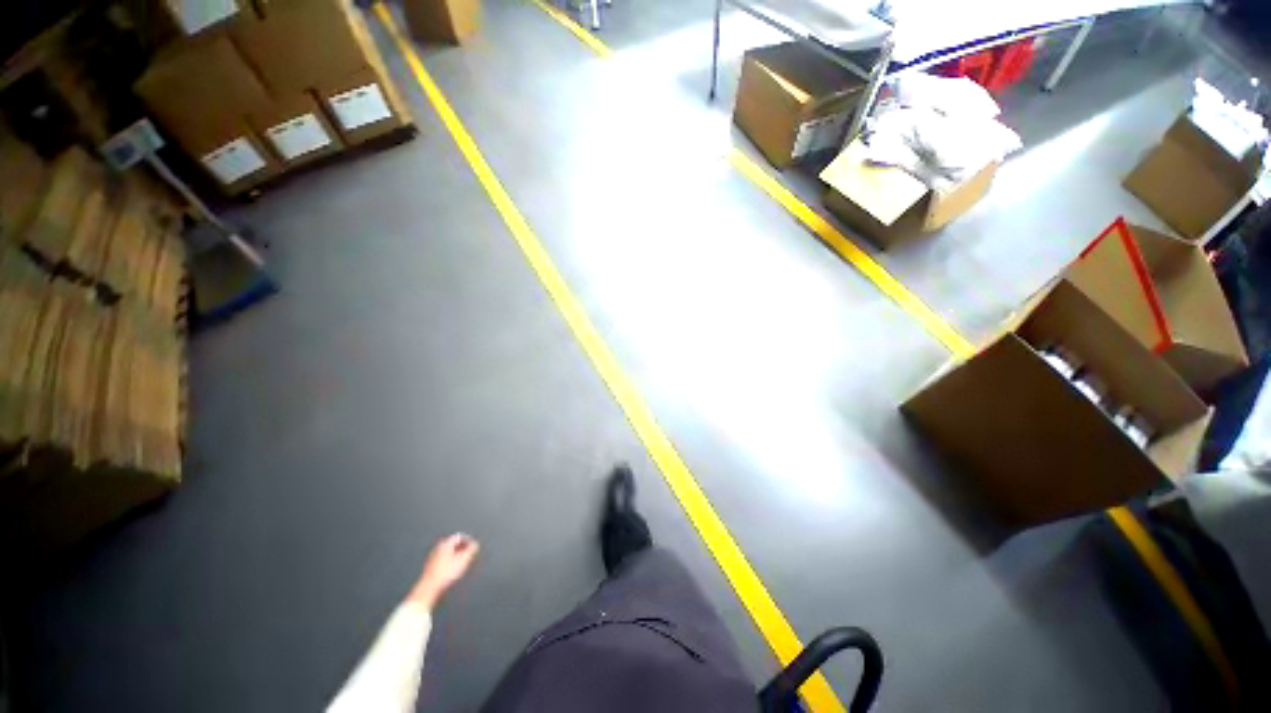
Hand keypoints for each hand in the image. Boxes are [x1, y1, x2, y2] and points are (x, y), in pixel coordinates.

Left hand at [408, 534, 479, 609]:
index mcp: (445, 543)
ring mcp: (433, 556)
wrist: (428, 588)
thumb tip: (475, 544)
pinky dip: (450, 561)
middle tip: (469, 555)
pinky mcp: (430, 565)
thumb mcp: (463, 560)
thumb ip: (471, 549)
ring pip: (448, 552)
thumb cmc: (445, 573)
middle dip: (462, 548)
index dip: (468, 541)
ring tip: (462, 563)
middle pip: (453, 544)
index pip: (460, 536)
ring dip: (456, 555)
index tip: (473, 547)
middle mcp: (438, 547)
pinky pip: (443, 559)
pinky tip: (452, 570)